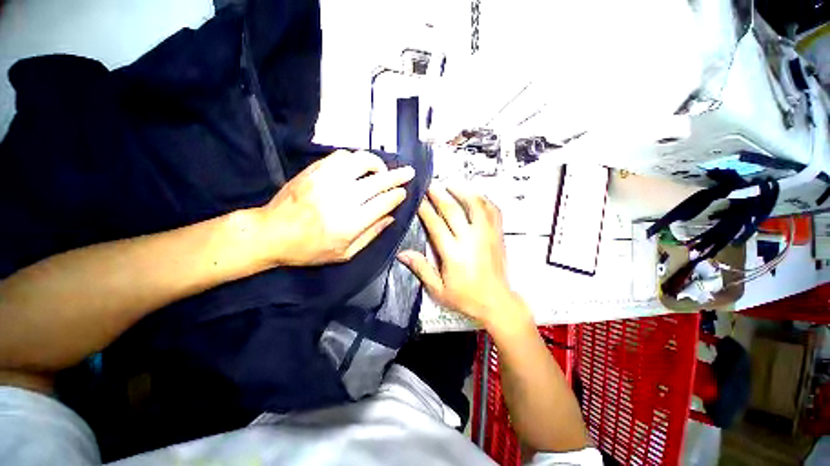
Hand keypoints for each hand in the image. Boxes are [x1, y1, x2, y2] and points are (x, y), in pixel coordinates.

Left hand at [257, 150, 413, 265]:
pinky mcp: (315, 170)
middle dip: (398, 175)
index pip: (384, 202)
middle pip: (378, 180)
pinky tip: (358, 167)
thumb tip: (391, 218)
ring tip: (381, 170)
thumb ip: (371, 235)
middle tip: (409, 171)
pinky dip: (355, 159)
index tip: (404, 192)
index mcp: (351, 222)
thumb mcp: (345, 253)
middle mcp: (342, 198)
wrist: (271, 233)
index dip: (397, 195)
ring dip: (377, 164)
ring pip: (362, 161)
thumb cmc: (310, 249)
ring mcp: (327, 180)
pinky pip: (342, 156)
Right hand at [397, 186, 527, 326]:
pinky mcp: (498, 235)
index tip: (418, 198)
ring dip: (462, 191)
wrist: (497, 302)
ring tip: (451, 184)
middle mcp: (470, 240)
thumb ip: (421, 269)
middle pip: (453, 210)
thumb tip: (402, 254)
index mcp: (453, 254)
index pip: (436, 224)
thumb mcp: (438, 290)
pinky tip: (475, 195)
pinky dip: (483, 199)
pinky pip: (493, 211)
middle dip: (439, 194)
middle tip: (430, 184)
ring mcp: (486, 235)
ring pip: (476, 205)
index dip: (425, 209)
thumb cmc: (466, 298)